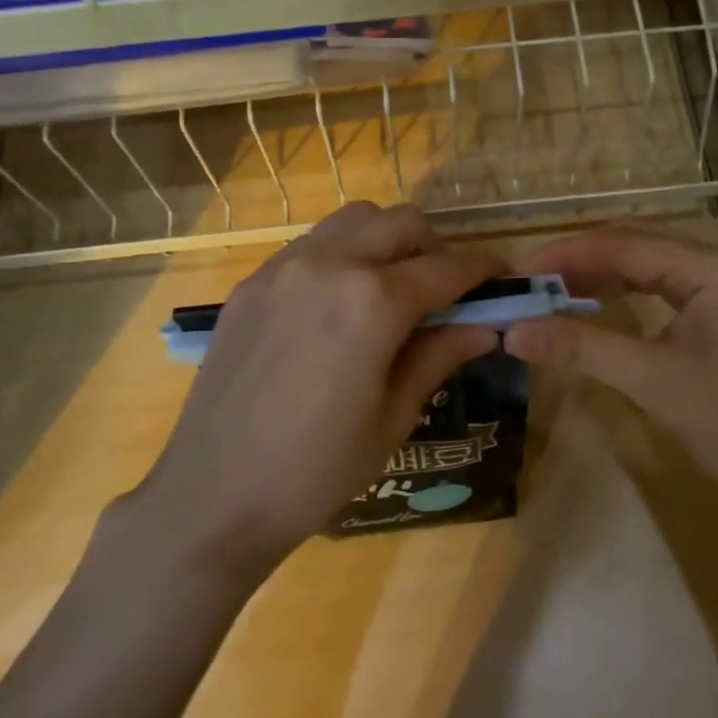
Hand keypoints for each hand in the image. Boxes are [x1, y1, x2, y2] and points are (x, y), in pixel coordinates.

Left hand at [128, 202, 501, 574]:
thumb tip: (485, 326)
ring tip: (389, 292)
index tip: (502, 281)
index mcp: (373, 301)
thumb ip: (440, 355)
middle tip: (442, 294)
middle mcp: (329, 264)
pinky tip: (337, 307)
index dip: (483, 271)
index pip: (447, 267)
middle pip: (400, 223)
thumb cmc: (317, 469)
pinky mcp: (252, 284)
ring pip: (352, 221)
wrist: (215, 495)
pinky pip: (311, 246)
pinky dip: (341, 256)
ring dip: (385, 242)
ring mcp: (282, 268)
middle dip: (434, 248)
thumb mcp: (394, 416)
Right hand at [503, 228, 717, 503]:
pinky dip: (625, 296)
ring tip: (550, 295)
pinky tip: (595, 307)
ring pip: (650, 267)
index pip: (626, 244)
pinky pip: (665, 290)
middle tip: (528, 286)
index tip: (517, 274)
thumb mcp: (654, 381)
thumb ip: (582, 348)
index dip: (566, 255)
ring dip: (600, 279)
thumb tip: (512, 333)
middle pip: (637, 247)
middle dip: (580, 264)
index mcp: (716, 267)